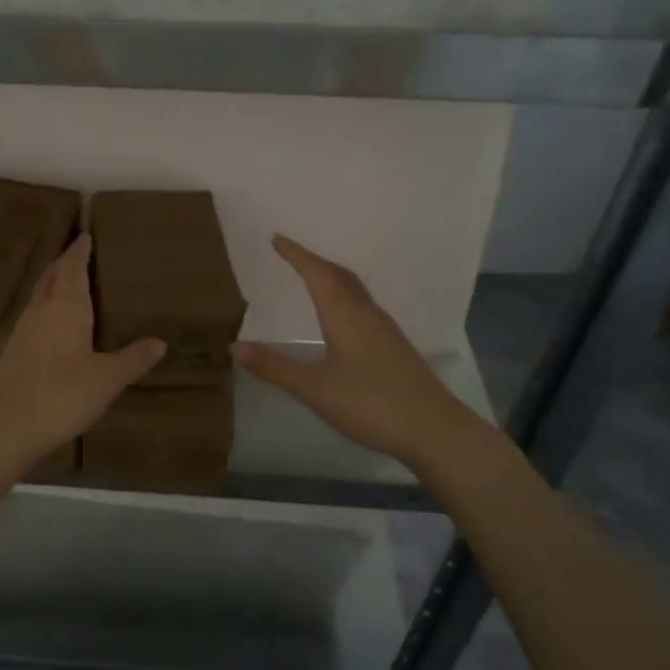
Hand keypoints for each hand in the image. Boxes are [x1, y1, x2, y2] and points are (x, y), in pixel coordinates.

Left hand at [0, 234, 165, 469]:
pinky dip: (44, 313)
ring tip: (66, 286)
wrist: (4, 428)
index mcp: (65, 308)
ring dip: (51, 287)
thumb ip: (133, 359)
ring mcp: (20, 333)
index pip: (72, 269)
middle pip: (50, 278)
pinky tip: (50, 329)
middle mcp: (40, 312)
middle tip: (76, 255)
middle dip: (63, 265)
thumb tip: (161, 342)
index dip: (79, 252)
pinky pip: (32, 321)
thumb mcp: (107, 379)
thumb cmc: (61, 395)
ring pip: (38, 299)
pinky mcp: (10, 355)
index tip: (84, 236)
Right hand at [235, 235, 484, 466]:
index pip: (317, 273)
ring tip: (313, 279)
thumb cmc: (370, 403)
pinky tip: (342, 319)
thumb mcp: (314, 388)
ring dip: (331, 278)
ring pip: (354, 291)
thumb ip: (275, 367)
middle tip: (292, 255)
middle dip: (314, 262)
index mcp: (345, 314)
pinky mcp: (395, 347)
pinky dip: (344, 299)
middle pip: (339, 276)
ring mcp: (385, 330)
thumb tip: (235, 346)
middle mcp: (367, 314)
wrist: (435, 430)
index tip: (277, 239)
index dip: (296, 254)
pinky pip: (363, 307)